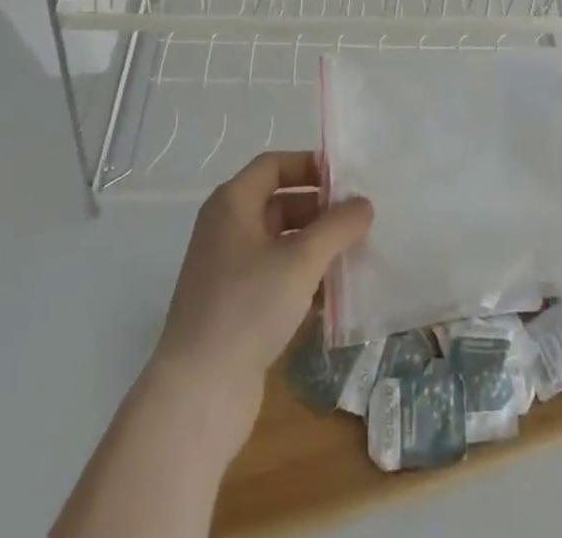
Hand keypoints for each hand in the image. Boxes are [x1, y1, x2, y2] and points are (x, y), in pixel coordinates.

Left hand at [151, 151, 372, 434]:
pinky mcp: (234, 308)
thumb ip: (337, 226)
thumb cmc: (247, 308)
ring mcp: (228, 271)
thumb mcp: (301, 260)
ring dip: (316, 246)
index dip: (310, 166)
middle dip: (320, 209)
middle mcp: (226, 230)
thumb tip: (364, 204)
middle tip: (359, 220)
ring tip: (354, 255)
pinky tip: (334, 296)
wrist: (197, 396)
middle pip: (279, 202)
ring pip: (280, 243)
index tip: (347, 180)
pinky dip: (303, 279)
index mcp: (232, 204)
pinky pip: (275, 277)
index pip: (274, 165)